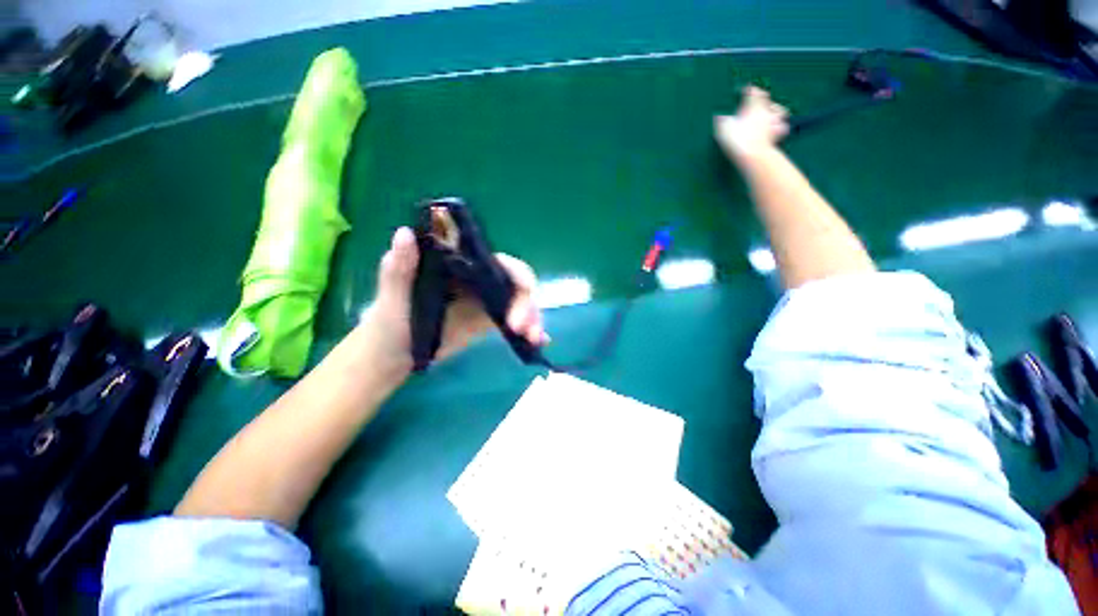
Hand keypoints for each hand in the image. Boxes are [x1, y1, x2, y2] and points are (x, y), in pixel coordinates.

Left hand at [359, 227, 546, 374]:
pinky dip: (530, 329)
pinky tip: (539, 343)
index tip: (521, 298)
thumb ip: (399, 268)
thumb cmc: (390, 320)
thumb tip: (405, 232)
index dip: (518, 276)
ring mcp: (486, 301)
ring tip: (534, 340)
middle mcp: (478, 280)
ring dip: (533, 319)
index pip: (499, 263)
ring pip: (520, 303)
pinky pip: (515, 321)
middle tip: (524, 330)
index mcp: (460, 267)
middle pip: (516, 284)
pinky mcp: (488, 320)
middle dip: (528, 304)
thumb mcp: (392, 296)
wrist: (393, 352)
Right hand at [714, 85, 789, 159]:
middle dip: (764, 100)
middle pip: (768, 100)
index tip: (746, 90)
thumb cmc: (738, 139)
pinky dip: (781, 127)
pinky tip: (777, 130)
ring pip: (780, 111)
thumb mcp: (724, 128)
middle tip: (759, 102)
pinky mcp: (777, 135)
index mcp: (753, 106)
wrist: (753, 154)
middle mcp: (765, 111)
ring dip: (776, 111)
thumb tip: (719, 117)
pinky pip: (783, 127)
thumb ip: (722, 121)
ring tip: (771, 114)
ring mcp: (773, 123)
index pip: (754, 92)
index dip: (750, 90)